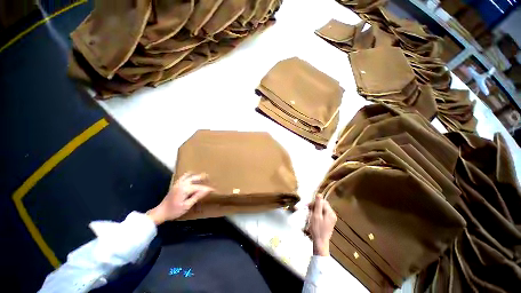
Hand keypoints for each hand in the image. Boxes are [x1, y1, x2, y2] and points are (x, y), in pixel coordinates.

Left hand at [146, 173, 213, 224]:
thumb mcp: (187, 205)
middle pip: (194, 178)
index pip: (199, 187)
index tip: (214, 190)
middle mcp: (182, 184)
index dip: (207, 189)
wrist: (161, 212)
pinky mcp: (176, 184)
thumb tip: (206, 191)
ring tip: (202, 175)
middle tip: (209, 177)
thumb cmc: (174, 211)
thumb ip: (196, 197)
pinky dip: (189, 175)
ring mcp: (178, 183)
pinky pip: (183, 176)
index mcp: (185, 189)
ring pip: (188, 175)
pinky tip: (191, 175)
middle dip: (202, 177)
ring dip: (196, 175)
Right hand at [307, 194, 336, 255]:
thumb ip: (318, 204)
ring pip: (322, 209)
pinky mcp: (329, 221)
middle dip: (315, 206)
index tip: (308, 207)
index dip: (315, 203)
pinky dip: (317, 214)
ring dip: (315, 210)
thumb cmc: (317, 228)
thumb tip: (319, 194)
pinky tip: (314, 219)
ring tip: (311, 216)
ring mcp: (331, 218)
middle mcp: (332, 214)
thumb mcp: (316, 215)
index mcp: (330, 212)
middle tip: (309, 211)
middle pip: (322, 205)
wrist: (320, 242)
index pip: (322, 201)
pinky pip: (322, 214)